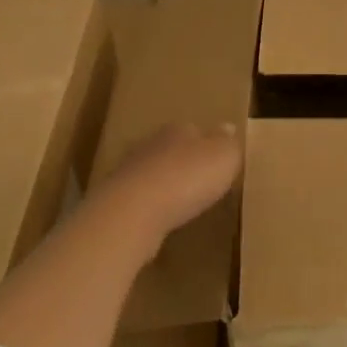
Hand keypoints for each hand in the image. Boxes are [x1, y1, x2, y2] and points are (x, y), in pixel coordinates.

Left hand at [84, 122, 242, 256]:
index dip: (206, 143)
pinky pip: (141, 201)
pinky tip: (161, 220)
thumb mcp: (224, 156)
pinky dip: (151, 208)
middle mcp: (151, 146)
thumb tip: (229, 127)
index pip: (194, 129)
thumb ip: (228, 143)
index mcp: (178, 130)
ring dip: (165, 186)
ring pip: (153, 175)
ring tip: (182, 202)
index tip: (217, 158)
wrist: (133, 212)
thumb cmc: (186, 178)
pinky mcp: (117, 203)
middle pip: (171, 150)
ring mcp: (129, 174)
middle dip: (184, 163)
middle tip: (200, 180)